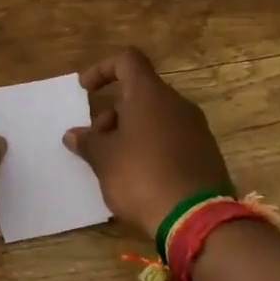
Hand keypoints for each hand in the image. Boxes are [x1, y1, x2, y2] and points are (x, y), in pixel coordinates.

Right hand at [63, 47, 230, 240]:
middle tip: (96, 140)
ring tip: (113, 163)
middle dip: (113, 111)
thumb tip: (73, 134)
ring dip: (130, 131)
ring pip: (156, 116)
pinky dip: (151, 146)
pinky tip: (139, 176)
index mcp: (150, 94)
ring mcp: (195, 128)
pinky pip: (171, 138)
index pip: (127, 60)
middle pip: (140, 92)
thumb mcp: (104, 160)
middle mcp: (177, 104)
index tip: (85, 90)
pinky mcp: (205, 154)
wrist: (197, 220)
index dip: (103, 69)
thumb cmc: (142, 177)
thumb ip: (87, 142)